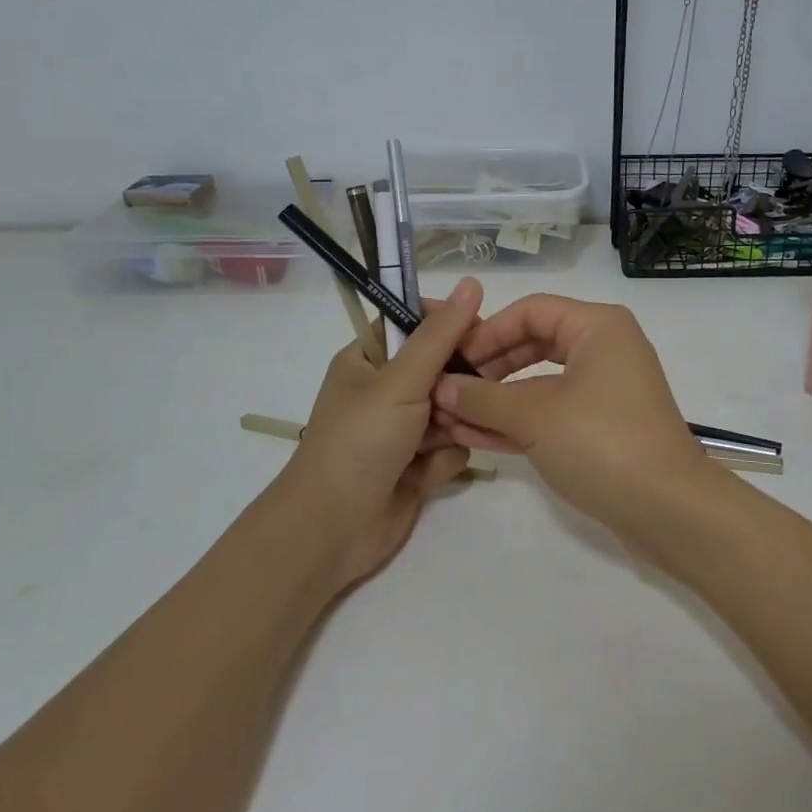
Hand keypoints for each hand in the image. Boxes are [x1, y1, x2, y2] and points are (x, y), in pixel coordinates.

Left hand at [270, 277, 483, 589]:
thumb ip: (440, 335)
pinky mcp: (417, 466)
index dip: (446, 324)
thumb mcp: (400, 380)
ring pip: (453, 409)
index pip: (414, 323)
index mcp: (368, 359)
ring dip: (452, 423)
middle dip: (457, 383)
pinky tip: (426, 473)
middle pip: (441, 367)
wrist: (333, 529)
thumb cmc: (360, 441)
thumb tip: (472, 283)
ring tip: (437, 439)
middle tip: (466, 392)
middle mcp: (385, 391)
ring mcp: (402, 430)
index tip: (478, 332)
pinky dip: (444, 458)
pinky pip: (451, 447)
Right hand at [430, 295, 707, 545]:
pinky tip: (477, 437)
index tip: (452, 359)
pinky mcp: (603, 427)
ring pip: (541, 382)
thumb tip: (441, 386)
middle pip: (535, 343)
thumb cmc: (601, 442)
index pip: (531, 310)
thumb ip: (483, 397)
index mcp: (598, 327)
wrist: (668, 510)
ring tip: (452, 417)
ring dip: (498, 400)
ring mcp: (606, 390)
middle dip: (490, 367)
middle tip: (449, 388)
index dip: (488, 331)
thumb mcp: (534, 415)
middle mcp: (605, 349)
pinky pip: (553, 413)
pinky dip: (519, 422)